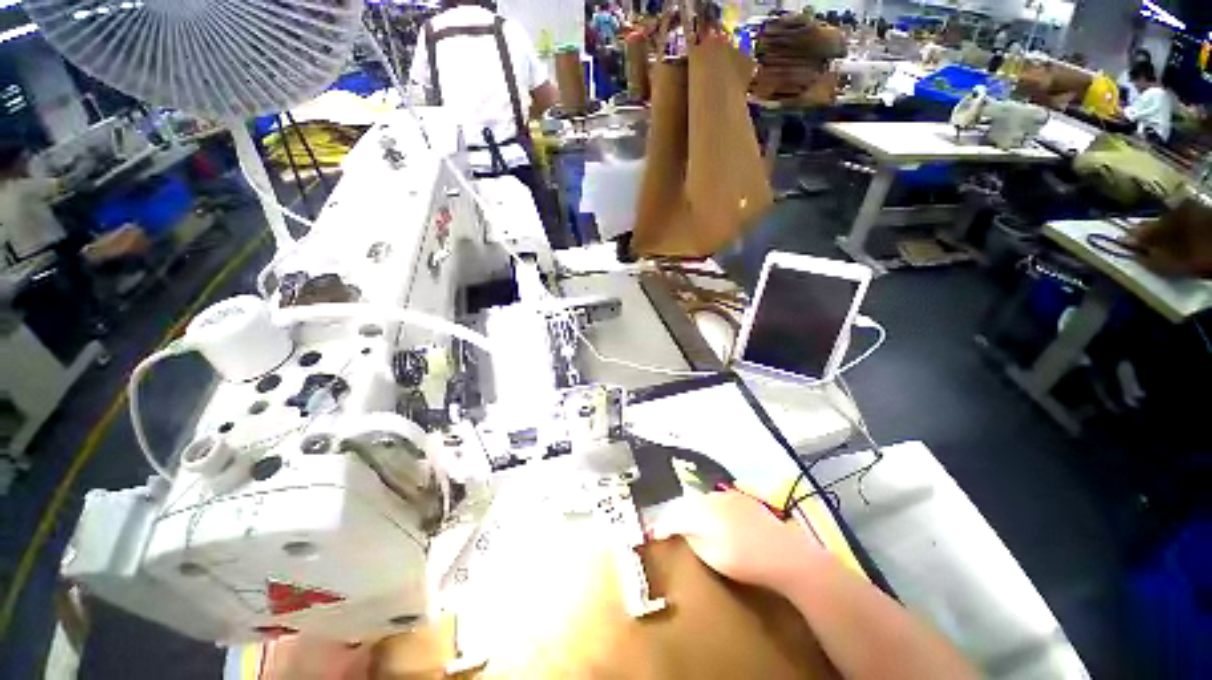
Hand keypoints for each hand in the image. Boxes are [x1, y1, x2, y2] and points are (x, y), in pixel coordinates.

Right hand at [652, 491, 823, 592]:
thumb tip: (680, 529)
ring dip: (695, 509)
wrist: (785, 555)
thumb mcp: (712, 556)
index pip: (675, 513)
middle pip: (688, 502)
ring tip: (692, 522)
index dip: (663, 522)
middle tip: (672, 527)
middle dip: (678, 513)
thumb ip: (692, 539)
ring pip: (703, 498)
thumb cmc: (746, 561)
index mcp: (702, 511)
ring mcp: (729, 495)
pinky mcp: (743, 498)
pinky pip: (719, 498)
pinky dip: (712, 507)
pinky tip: (717, 518)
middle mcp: (713, 497)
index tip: (654, 531)